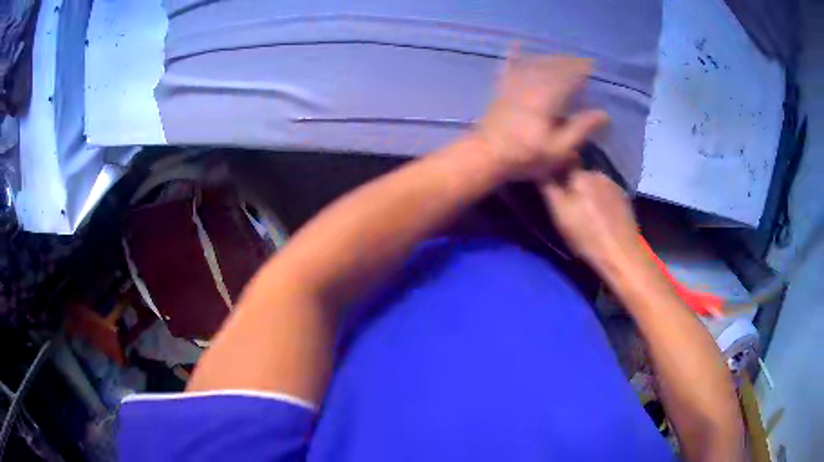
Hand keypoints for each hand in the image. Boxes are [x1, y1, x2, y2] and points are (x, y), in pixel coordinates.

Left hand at [474, 49, 608, 180]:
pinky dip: (513, 56)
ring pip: (533, 64)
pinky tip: (516, 44)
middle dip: (567, 62)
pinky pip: (508, 67)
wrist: (486, 156)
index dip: (580, 70)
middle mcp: (530, 85)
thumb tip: (603, 113)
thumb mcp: (558, 148)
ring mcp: (513, 86)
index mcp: (547, 98)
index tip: (592, 66)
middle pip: (551, 67)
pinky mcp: (501, 90)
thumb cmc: (525, 156)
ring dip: (548, 58)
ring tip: (561, 57)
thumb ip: (580, 128)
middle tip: (580, 62)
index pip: (568, 76)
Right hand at [541, 171, 642, 272]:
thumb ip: (548, 187)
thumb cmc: (586, 236)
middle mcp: (598, 173)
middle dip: (573, 185)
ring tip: (586, 212)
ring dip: (588, 193)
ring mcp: (614, 185)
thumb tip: (541, 168)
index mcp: (580, 175)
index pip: (561, 165)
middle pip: (579, 175)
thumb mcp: (559, 214)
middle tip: (568, 206)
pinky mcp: (625, 199)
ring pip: (594, 184)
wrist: (621, 254)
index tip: (551, 190)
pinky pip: (607, 194)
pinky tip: (601, 217)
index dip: (554, 175)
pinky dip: (601, 201)